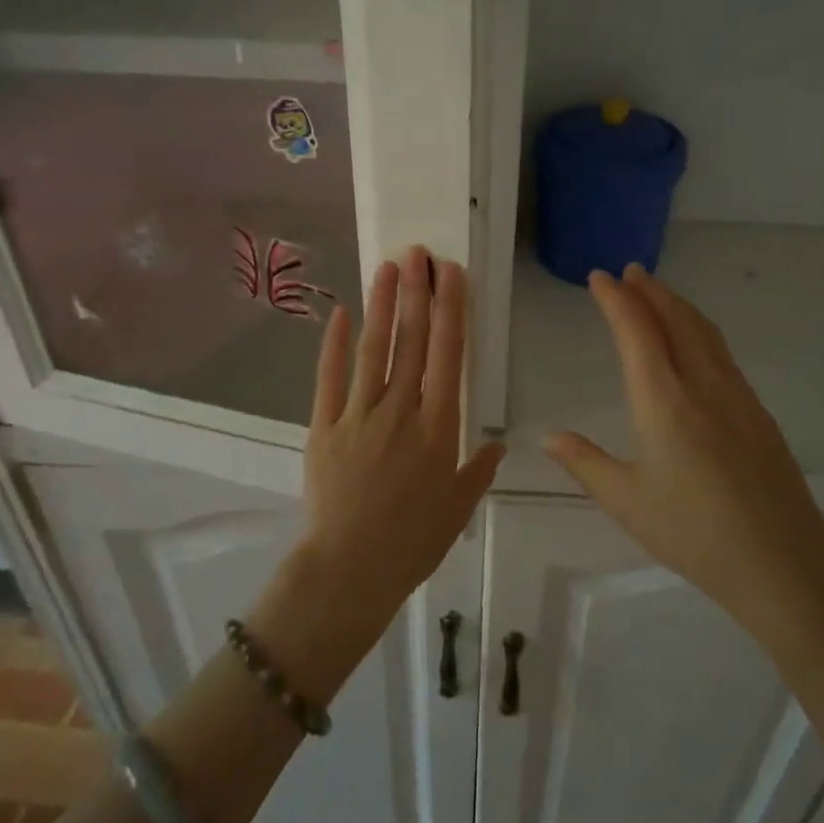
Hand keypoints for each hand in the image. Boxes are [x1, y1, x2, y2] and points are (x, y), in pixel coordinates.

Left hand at [253, 248, 504, 700]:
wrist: (350, 569)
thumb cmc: (412, 541)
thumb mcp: (458, 508)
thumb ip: (478, 470)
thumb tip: (499, 442)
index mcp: (438, 426)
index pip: (448, 355)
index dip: (451, 309)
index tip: (452, 274)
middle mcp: (401, 409)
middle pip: (412, 340)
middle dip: (418, 293)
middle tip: (420, 253)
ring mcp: (359, 414)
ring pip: (374, 348)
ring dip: (382, 305)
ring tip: (388, 266)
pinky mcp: (324, 425)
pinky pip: (329, 377)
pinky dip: (334, 344)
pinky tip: (339, 312)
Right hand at [544, 265, 823, 645]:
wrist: (784, 564)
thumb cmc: (694, 534)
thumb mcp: (627, 502)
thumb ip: (586, 463)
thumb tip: (550, 437)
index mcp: (664, 402)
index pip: (636, 332)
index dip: (616, 300)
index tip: (600, 278)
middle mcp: (703, 386)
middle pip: (677, 320)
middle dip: (651, 291)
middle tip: (630, 272)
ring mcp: (737, 396)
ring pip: (705, 332)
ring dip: (678, 306)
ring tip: (658, 295)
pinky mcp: (758, 413)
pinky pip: (723, 354)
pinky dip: (700, 331)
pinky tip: (696, 344)